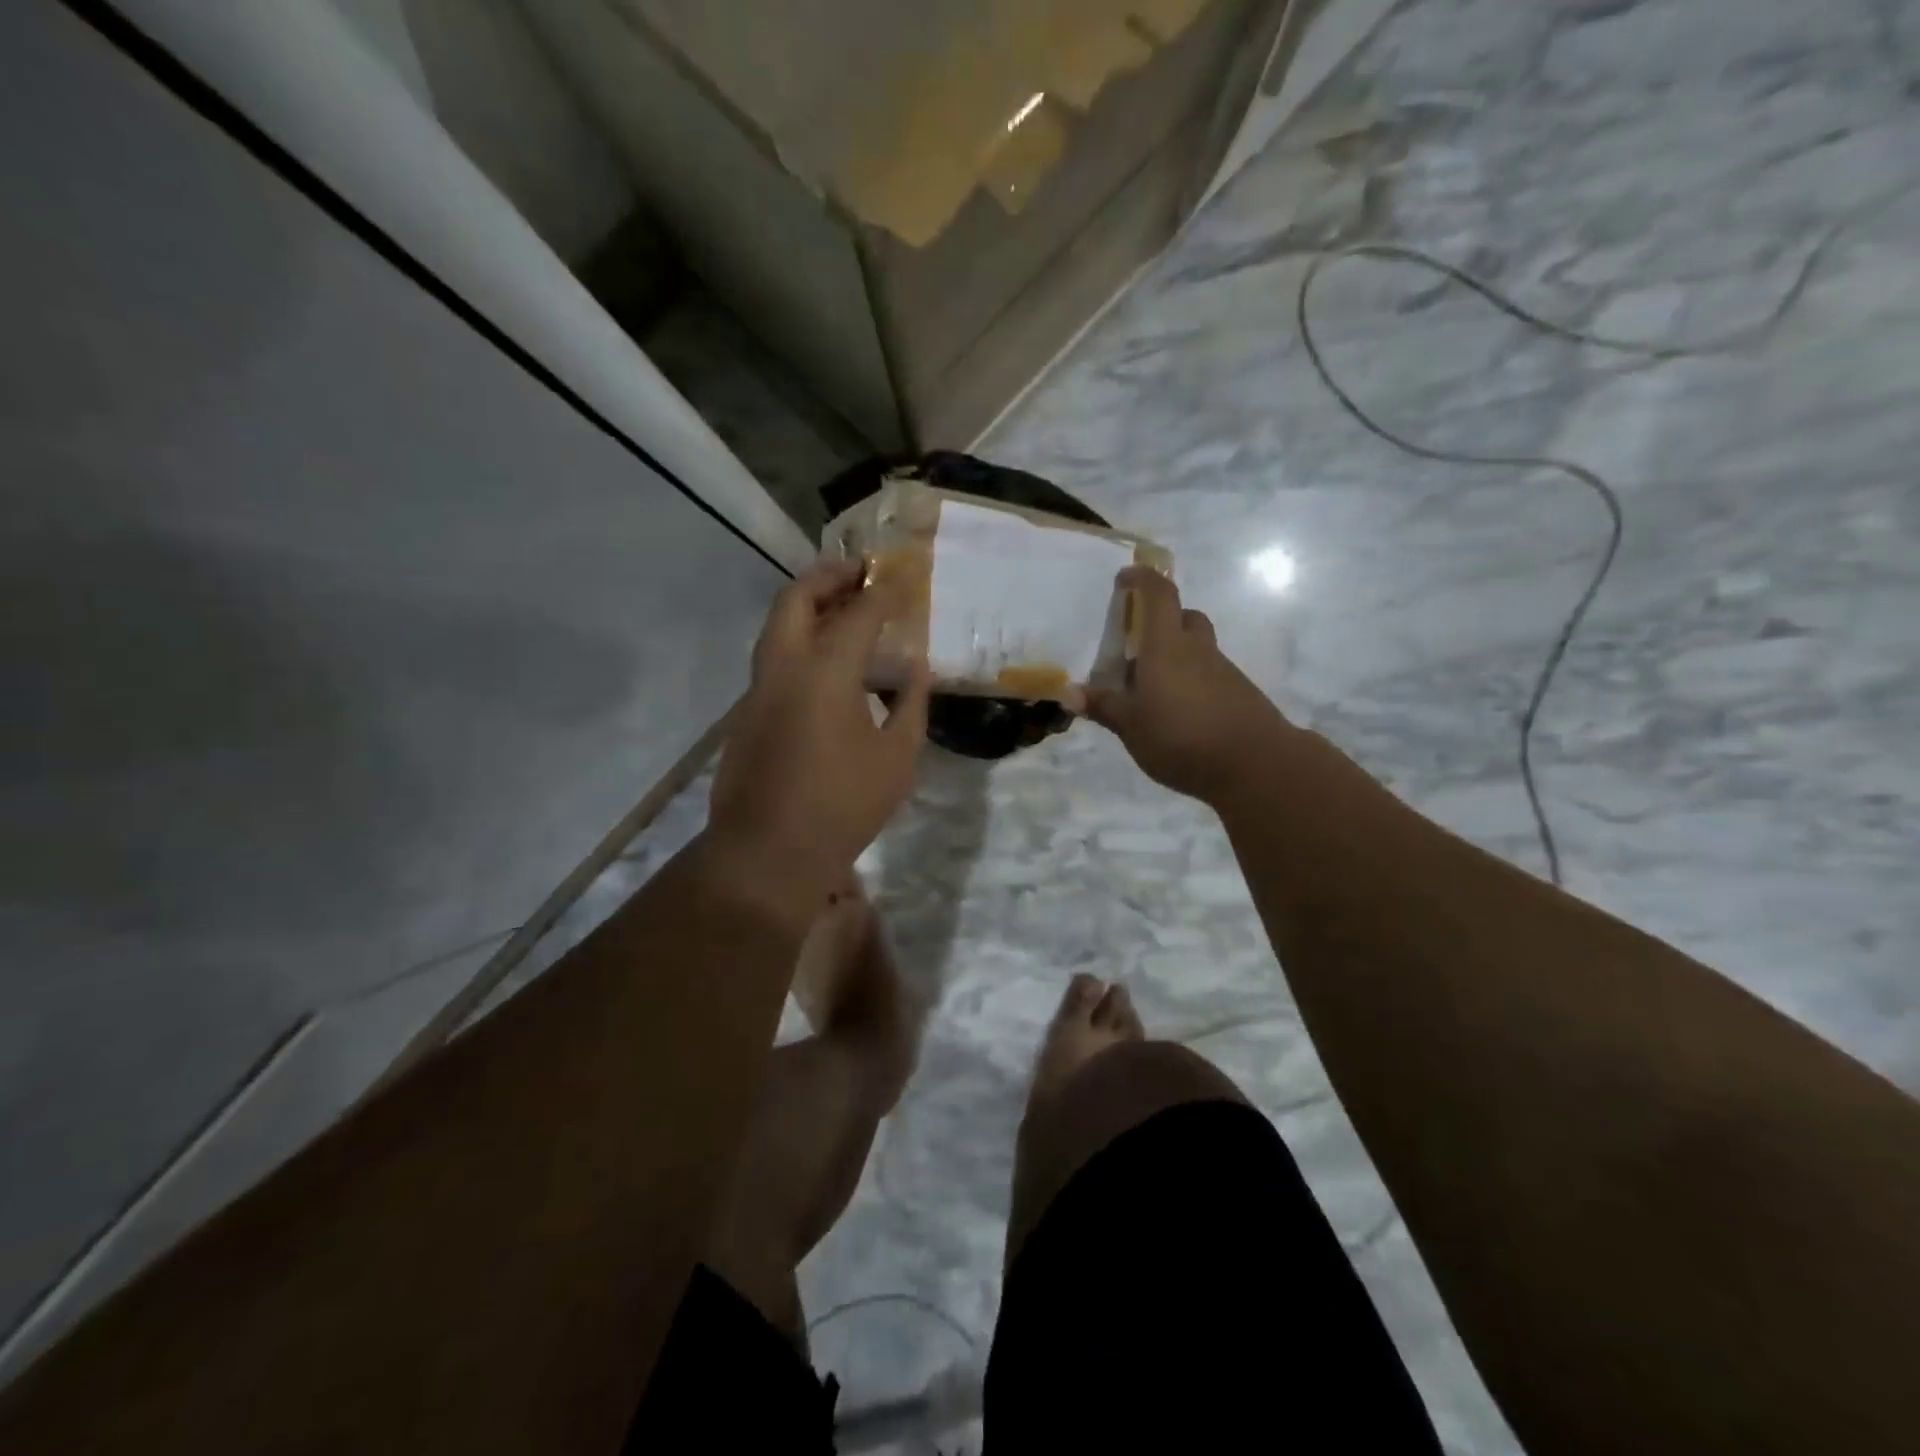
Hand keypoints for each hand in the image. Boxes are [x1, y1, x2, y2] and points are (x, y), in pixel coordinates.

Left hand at [706, 559, 930, 906]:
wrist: (768, 853)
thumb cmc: (842, 804)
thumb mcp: (896, 758)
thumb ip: (910, 705)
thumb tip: (916, 669)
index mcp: (825, 670)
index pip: (858, 613)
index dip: (884, 592)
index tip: (903, 579)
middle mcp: (783, 667)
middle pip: (796, 598)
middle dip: (828, 576)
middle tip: (859, 573)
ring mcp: (757, 690)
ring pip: (777, 628)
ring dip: (808, 608)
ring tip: (845, 612)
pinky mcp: (746, 715)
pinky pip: (774, 660)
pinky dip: (799, 643)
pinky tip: (826, 668)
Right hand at [1085, 567, 1289, 803]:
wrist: (1256, 764)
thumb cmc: (1181, 737)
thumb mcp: (1131, 726)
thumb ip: (1103, 706)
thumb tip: (1070, 692)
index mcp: (1166, 646)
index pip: (1158, 594)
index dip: (1142, 579)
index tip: (1124, 578)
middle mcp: (1197, 649)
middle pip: (1183, 617)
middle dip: (1161, 621)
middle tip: (1137, 645)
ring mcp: (1223, 671)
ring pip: (1197, 648)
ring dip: (1176, 656)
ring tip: (1152, 690)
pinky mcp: (1239, 694)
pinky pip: (1209, 675)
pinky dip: (1192, 682)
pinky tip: (1179, 714)